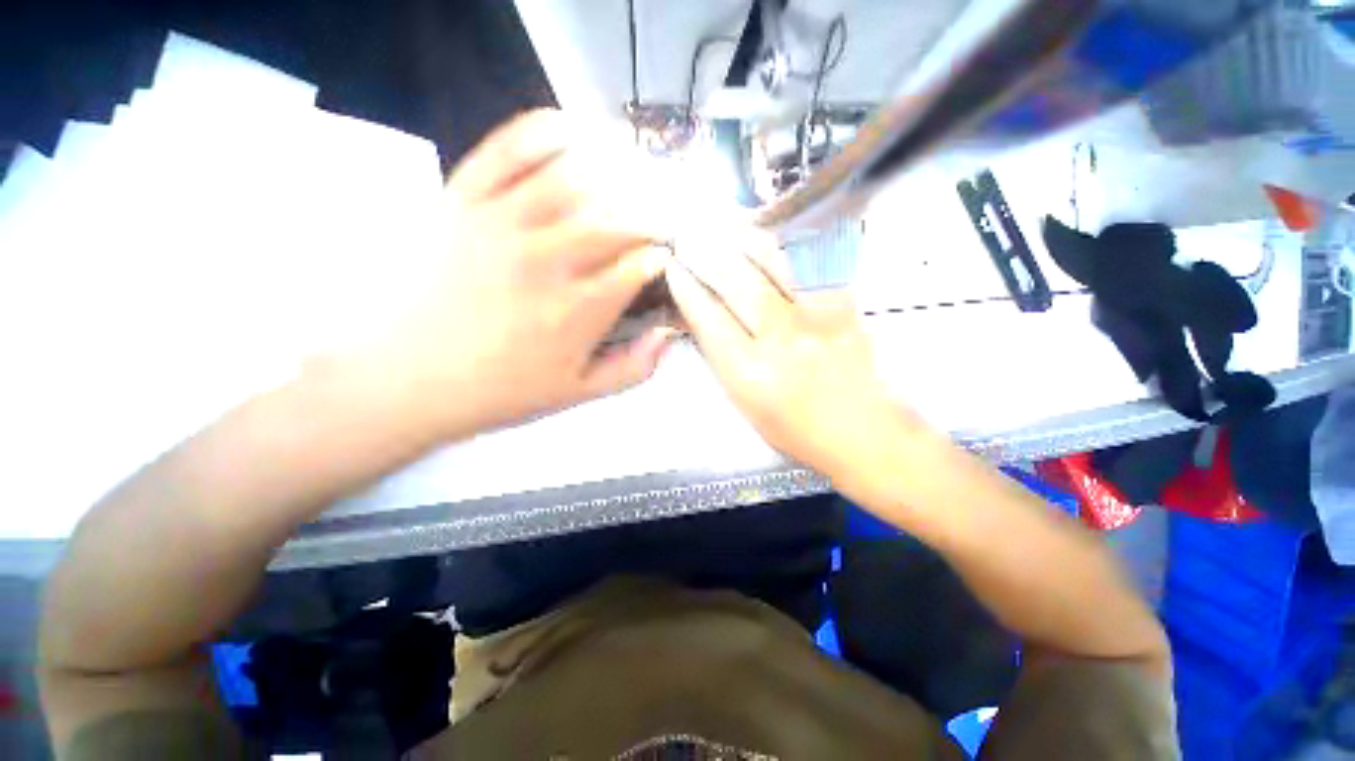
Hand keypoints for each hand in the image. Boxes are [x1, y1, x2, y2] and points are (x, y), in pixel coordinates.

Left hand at [346, 110, 674, 440]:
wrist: (404, 380)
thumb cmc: (499, 391)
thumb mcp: (577, 394)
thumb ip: (633, 369)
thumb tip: (670, 336)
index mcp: (579, 310)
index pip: (641, 263)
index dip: (661, 255)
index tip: (661, 258)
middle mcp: (549, 260)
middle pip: (619, 216)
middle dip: (650, 214)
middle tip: (655, 218)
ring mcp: (503, 224)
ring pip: (576, 176)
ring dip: (615, 170)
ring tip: (629, 175)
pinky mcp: (462, 201)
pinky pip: (508, 149)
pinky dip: (546, 131)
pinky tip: (571, 132)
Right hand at [665, 226, 927, 478]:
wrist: (863, 431)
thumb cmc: (795, 429)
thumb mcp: (744, 403)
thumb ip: (722, 359)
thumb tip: (702, 317)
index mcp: (749, 374)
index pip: (708, 318)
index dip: (686, 288)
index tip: (673, 269)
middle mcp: (780, 340)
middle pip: (736, 282)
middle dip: (706, 255)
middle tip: (690, 239)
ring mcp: (815, 318)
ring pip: (771, 265)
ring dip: (740, 243)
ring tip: (723, 231)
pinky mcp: (841, 306)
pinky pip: (802, 270)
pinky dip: (777, 256)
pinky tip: (763, 247)